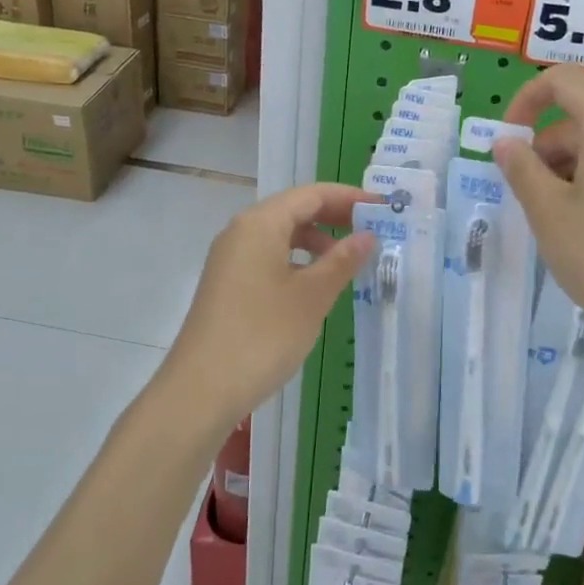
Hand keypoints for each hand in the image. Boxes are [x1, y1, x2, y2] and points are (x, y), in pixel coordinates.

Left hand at [164, 183, 375, 430]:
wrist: (201, 390)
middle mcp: (241, 232)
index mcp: (260, 224)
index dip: (349, 198)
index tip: (382, 209)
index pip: (311, 194)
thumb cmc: (263, 335)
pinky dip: (297, 261)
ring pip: (281, 236)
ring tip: (348, 262)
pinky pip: (269, 258)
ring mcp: (230, 260)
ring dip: (316, 241)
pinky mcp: (228, 285)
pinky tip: (315, 286)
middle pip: (294, 210)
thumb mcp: (312, 297)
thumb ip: (342, 261)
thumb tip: (368, 236)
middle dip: (334, 217)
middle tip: (372, 231)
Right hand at [495, 67, 583, 368]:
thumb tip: (506, 143)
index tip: (507, 140)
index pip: (565, 80)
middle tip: (526, 197)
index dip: (527, 99)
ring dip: (566, 170)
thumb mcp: (548, 213)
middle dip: (544, 148)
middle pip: (582, 118)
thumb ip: (521, 169)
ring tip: (553, 221)